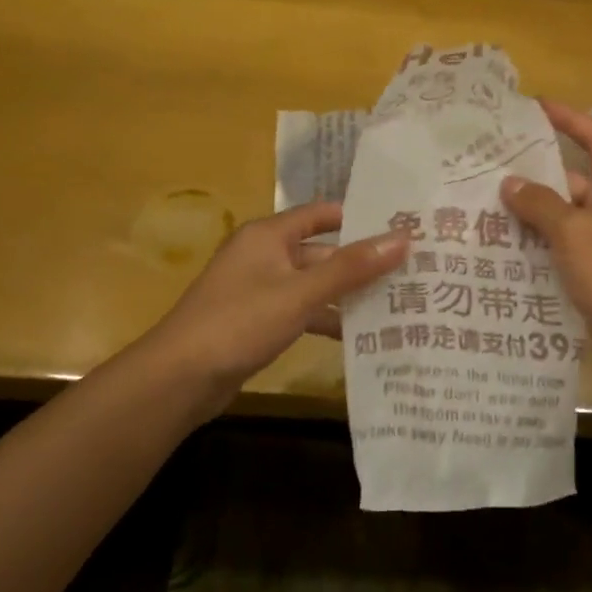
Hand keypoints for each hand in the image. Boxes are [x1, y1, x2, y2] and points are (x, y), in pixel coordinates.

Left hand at [142, 202, 407, 405]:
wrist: (180, 377)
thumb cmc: (240, 322)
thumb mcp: (301, 293)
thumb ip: (351, 267)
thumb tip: (403, 238)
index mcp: (269, 235)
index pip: (322, 214)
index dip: (359, 218)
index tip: (401, 227)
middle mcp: (264, 255)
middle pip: (322, 252)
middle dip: (361, 263)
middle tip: (411, 271)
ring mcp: (260, 290)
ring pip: (314, 285)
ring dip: (347, 294)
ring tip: (397, 303)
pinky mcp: (259, 321)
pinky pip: (302, 311)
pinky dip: (326, 319)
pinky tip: (359, 335)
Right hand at [501, 100, 591, 374]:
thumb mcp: (573, 230)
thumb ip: (540, 203)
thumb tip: (511, 184)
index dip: (569, 119)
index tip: (536, 106)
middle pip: (578, 178)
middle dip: (540, 173)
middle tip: (495, 165)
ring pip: (568, 215)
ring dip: (536, 210)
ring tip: (491, 203)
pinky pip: (567, 244)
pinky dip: (542, 240)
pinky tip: (508, 243)